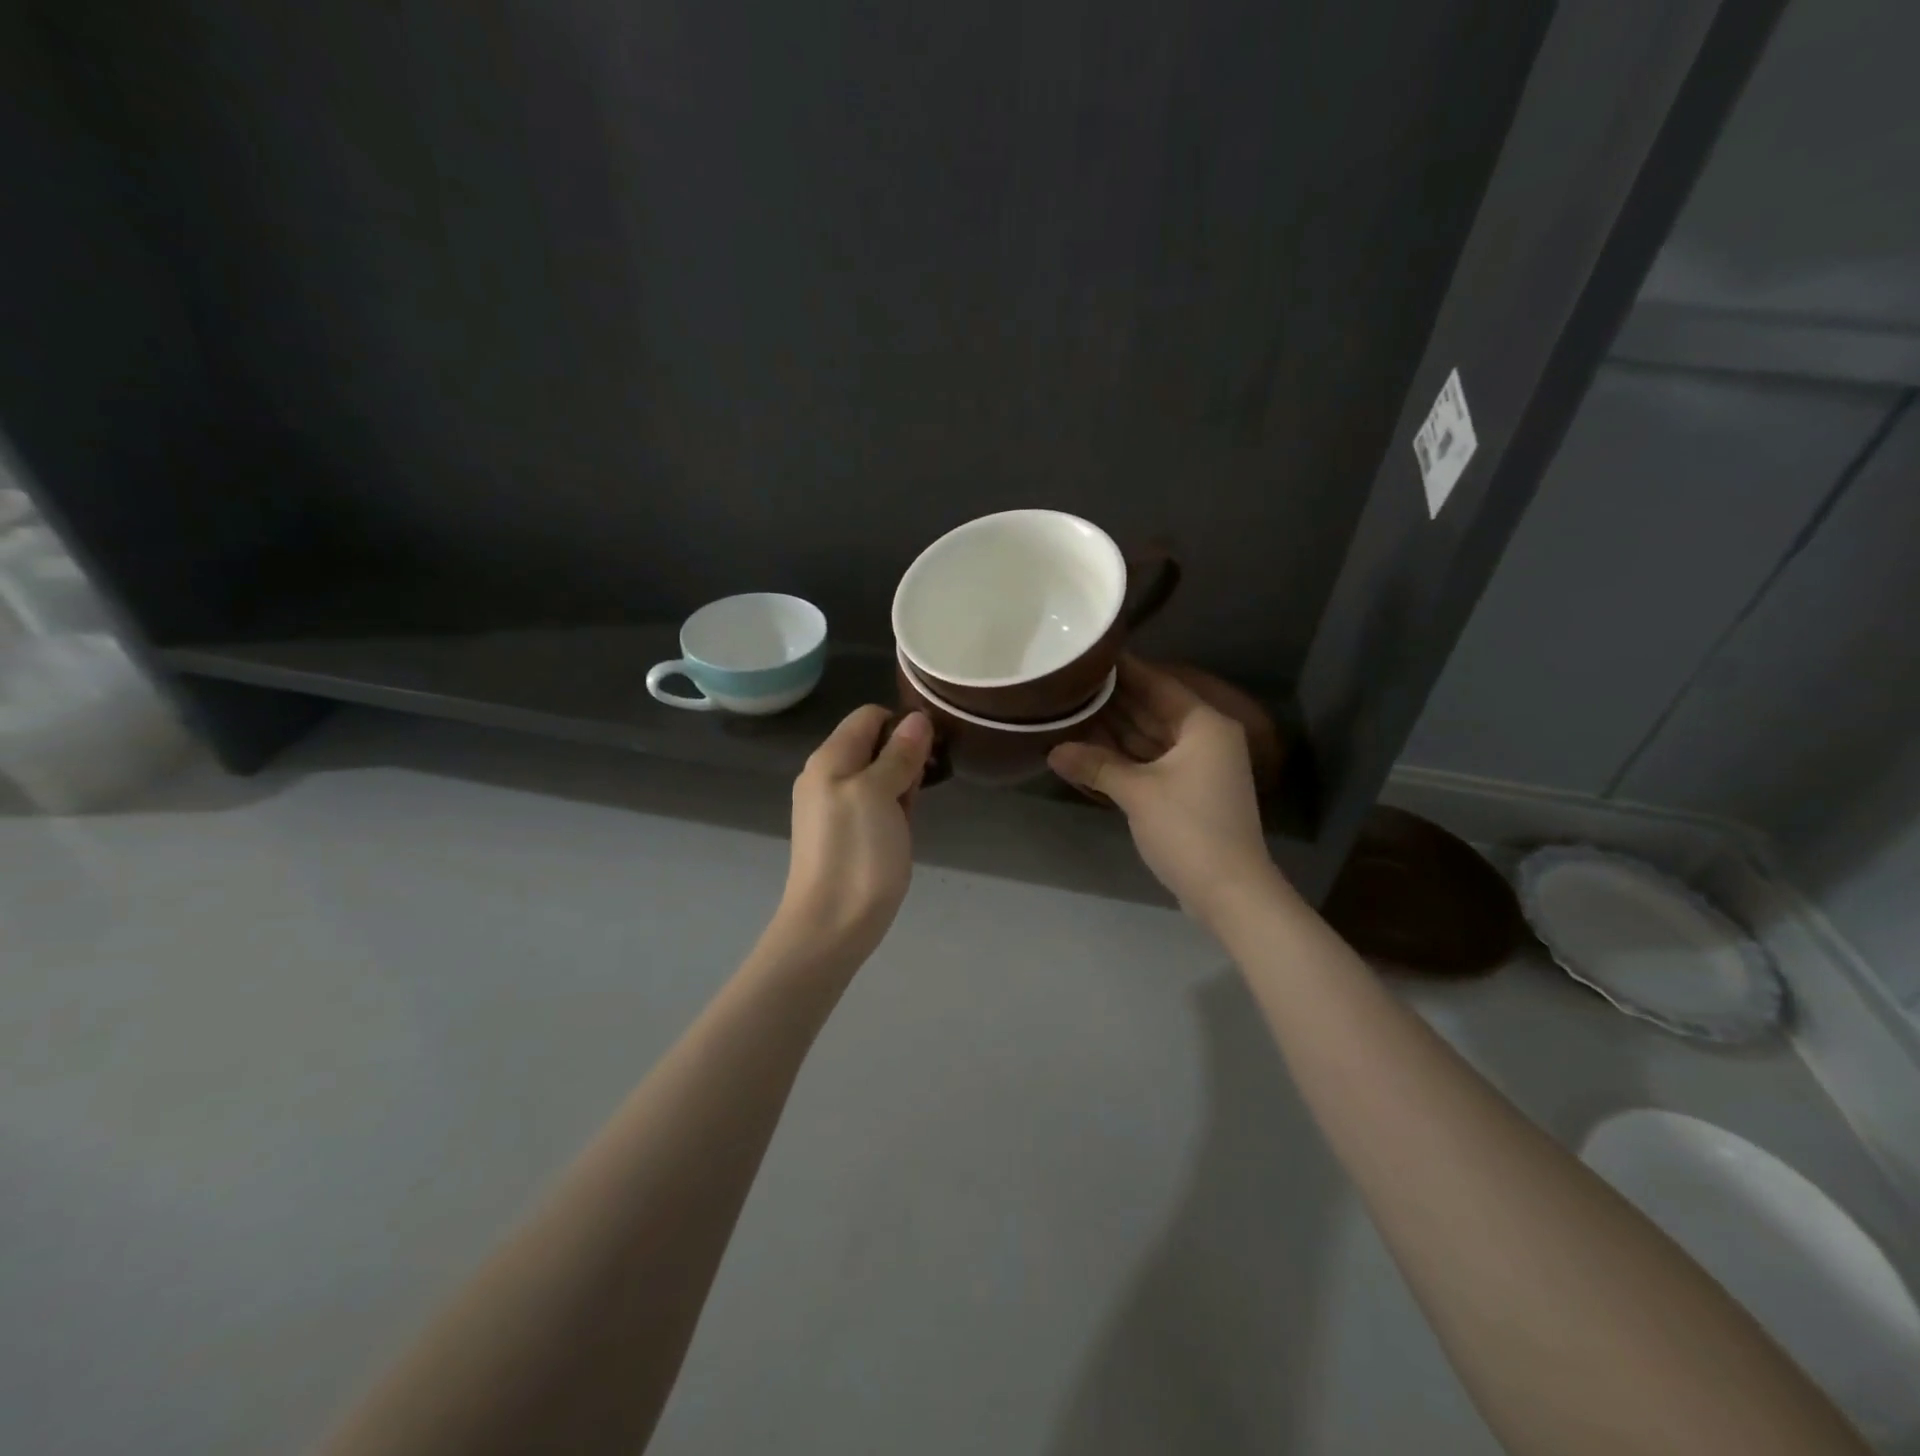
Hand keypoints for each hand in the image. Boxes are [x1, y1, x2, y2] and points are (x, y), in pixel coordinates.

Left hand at [773, 706, 933, 961]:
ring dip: (901, 784)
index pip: (869, 716)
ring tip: (912, 811)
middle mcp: (826, 775)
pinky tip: (902, 830)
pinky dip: (892, 807)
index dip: (903, 724)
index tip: (931, 749)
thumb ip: (898, 754)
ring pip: (877, 775)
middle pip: (874, 744)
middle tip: (923, 786)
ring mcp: (832, 806)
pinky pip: (873, 803)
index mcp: (830, 758)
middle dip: (905, 756)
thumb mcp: (881, 794)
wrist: (831, 926)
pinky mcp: (842, 833)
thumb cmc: (857, 854)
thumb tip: (917, 719)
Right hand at [1048, 659, 1281, 925]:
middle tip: (1071, 682)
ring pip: (1150, 737)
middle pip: (1153, 709)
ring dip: (1116, 730)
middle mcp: (1204, 737)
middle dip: (1114, 700)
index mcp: (1203, 725)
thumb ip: (1096, 765)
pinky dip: (1125, 756)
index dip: (1124, 669)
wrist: (1230, 892)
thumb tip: (1052, 750)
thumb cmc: (1189, 830)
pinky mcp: (1189, 791)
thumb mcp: (1138, 793)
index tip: (1090, 654)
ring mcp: (1198, 766)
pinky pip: (1152, 761)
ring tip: (1072, 710)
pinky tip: (1091, 749)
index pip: (1157, 684)